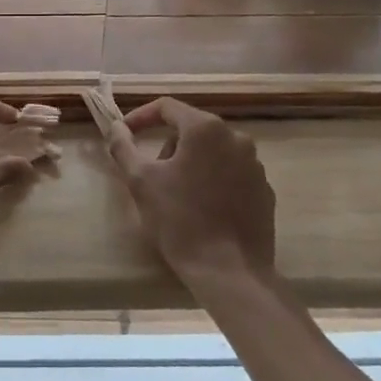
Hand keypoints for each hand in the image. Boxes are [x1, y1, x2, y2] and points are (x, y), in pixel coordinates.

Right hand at [104, 97, 275, 283]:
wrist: (229, 273)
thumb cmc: (180, 220)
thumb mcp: (141, 181)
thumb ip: (123, 147)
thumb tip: (116, 128)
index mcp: (205, 129)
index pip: (167, 107)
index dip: (142, 117)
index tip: (125, 134)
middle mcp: (236, 138)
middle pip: (191, 129)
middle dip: (167, 146)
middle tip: (152, 174)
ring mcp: (255, 165)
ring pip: (213, 152)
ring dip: (191, 164)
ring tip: (177, 195)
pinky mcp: (264, 191)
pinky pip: (232, 174)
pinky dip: (214, 181)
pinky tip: (203, 209)